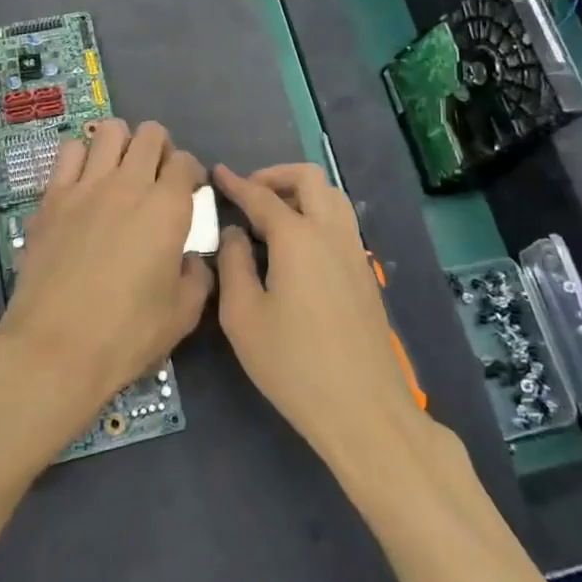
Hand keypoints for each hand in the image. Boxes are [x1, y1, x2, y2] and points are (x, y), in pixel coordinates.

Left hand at [0, 119, 209, 455]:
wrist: (54, 347)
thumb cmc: (126, 334)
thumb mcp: (183, 314)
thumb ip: (197, 276)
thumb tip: (192, 258)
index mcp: (167, 208)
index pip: (186, 162)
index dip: (192, 174)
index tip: (190, 193)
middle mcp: (129, 184)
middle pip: (151, 134)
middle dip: (161, 148)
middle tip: (157, 178)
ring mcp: (86, 185)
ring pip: (109, 130)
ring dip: (121, 144)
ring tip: (119, 171)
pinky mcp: (52, 196)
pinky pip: (69, 151)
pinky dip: (82, 156)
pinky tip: (83, 181)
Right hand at [214, 163, 428, 470]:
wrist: (363, 409)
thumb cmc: (293, 364)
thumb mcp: (243, 316)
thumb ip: (233, 264)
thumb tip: (235, 232)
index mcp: (298, 237)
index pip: (261, 196)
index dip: (236, 183)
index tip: (217, 172)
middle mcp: (331, 233)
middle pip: (309, 179)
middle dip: (275, 176)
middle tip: (248, 193)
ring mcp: (354, 252)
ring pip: (332, 197)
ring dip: (301, 193)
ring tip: (272, 215)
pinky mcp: (365, 273)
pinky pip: (341, 222)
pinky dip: (317, 213)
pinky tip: (296, 245)